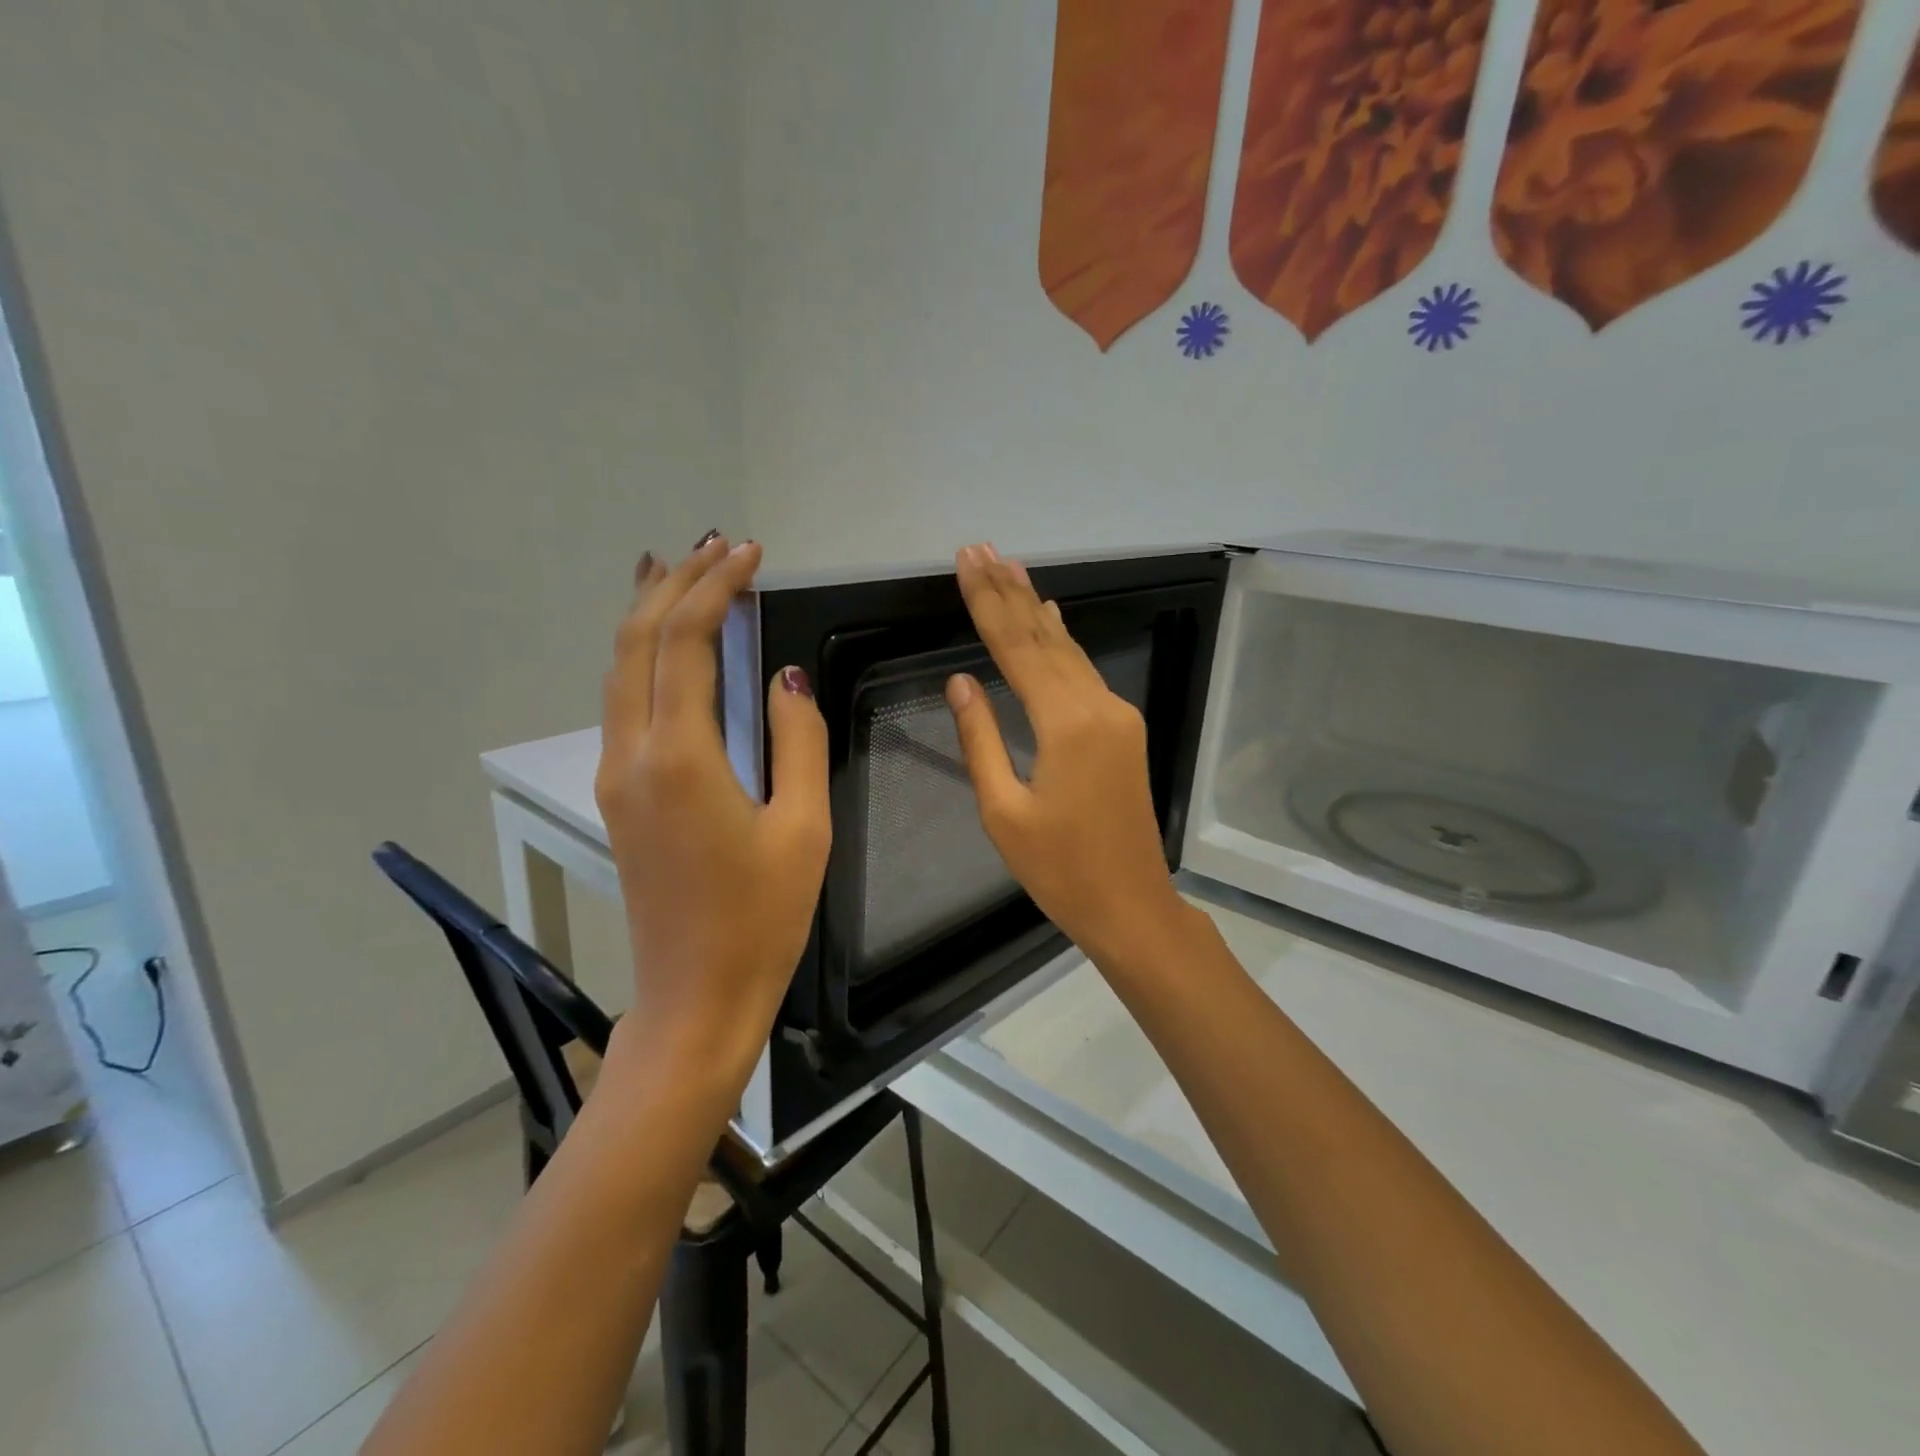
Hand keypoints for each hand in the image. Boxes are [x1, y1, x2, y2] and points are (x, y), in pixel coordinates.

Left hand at [593, 533, 830, 1088]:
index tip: (749, 553)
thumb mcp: (804, 828)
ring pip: (619, 671)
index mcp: (680, 757)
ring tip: (678, 571)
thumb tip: (785, 678)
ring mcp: (616, 777)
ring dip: (649, 614)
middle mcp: (632, 755)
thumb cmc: (762, 917)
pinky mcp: (618, 797)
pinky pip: (623, 704)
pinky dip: (642, 657)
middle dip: (673, 584)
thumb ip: (797, 742)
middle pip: (636, 643)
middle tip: (712, 544)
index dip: (716, 588)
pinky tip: (664, 649)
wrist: (696, 995)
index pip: (686, 642)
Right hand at [944, 543, 1194, 971]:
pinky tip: (1051, 618)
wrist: (1133, 906)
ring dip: (1035, 609)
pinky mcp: (1122, 729)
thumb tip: (960, 681)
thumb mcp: (1004, 812)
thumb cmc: (1060, 871)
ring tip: (1010, 568)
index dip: (987, 604)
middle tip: (981, 549)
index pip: (1017, 650)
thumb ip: (982, 740)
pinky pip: (1084, 672)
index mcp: (1066, 725)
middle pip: (1045, 638)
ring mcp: (1117, 715)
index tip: (966, 563)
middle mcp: (1098, 707)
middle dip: (1009, 593)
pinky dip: (1060, 641)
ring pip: (1068, 650)